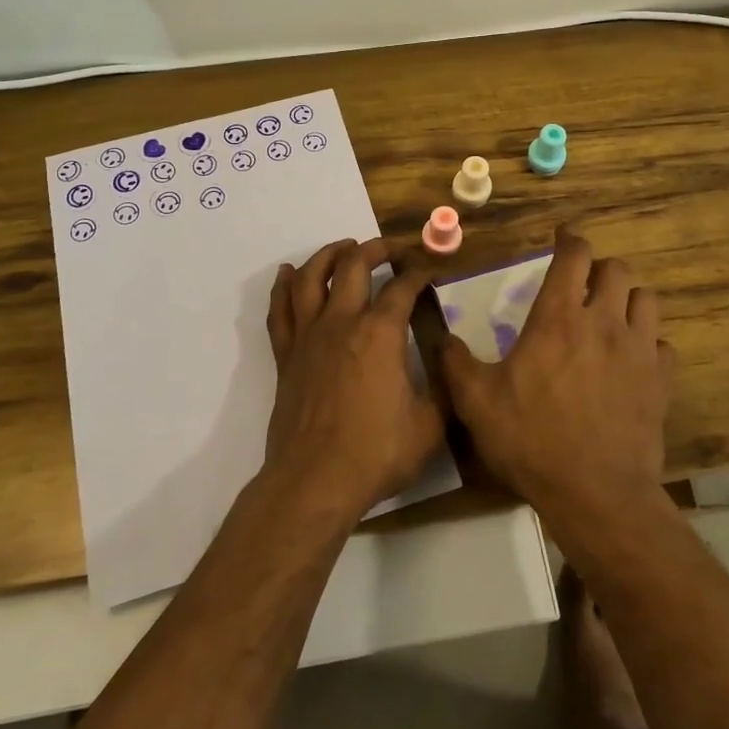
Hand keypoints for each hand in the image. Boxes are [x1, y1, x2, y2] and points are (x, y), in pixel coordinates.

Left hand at [264, 238, 443, 525]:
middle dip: (376, 249)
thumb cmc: (376, 453)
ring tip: (344, 247)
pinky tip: (289, 274)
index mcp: (380, 333)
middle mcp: (342, 323)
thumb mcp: (430, 425)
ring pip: (311, 278)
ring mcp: (308, 337)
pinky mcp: (286, 356)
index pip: (403, 287)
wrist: (315, 481)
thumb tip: (448, 361)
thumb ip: (443, 388)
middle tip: (392, 248)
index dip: (420, 271)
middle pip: (354, 266)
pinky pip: (280, 310)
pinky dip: (284, 286)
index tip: (431, 267)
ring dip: (329, 255)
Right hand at [441, 226, 674, 519]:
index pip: (574, 256)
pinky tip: (633, 360)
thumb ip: (456, 363)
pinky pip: (663, 345)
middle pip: (617, 270)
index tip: (562, 238)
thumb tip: (441, 338)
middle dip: (599, 269)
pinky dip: (649, 343)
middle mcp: (604, 323)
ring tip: (611, 315)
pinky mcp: (661, 382)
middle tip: (582, 284)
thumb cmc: (531, 440)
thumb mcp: (476, 402)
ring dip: (628, 299)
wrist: (595, 493)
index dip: (569, 239)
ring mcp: (639, 351)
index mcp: (559, 318)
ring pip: (646, 300)